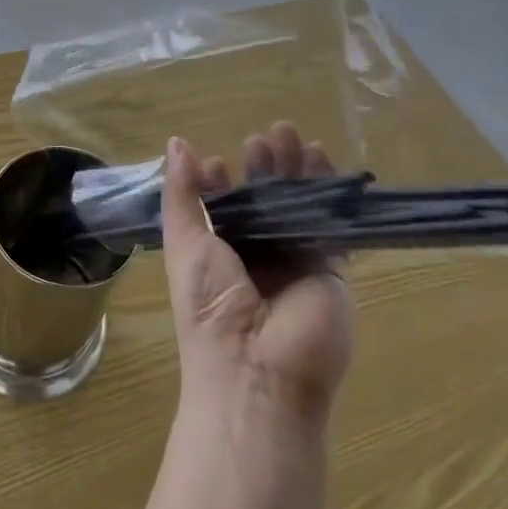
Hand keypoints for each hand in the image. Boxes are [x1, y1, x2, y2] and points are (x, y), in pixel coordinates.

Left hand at [161, 125, 354, 426]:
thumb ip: (182, 194)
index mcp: (215, 255)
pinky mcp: (329, 270)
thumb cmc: (210, 306)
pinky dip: (329, 194)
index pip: (220, 211)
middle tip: (264, 138)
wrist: (258, 372)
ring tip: (291, 136)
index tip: (219, 162)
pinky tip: (323, 161)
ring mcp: (293, 263)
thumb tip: (177, 143)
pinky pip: (330, 225)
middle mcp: (254, 258)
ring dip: (295, 171)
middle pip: (262, 202)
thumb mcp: (185, 243)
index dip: (219, 183)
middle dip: (263, 168)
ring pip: (297, 206)